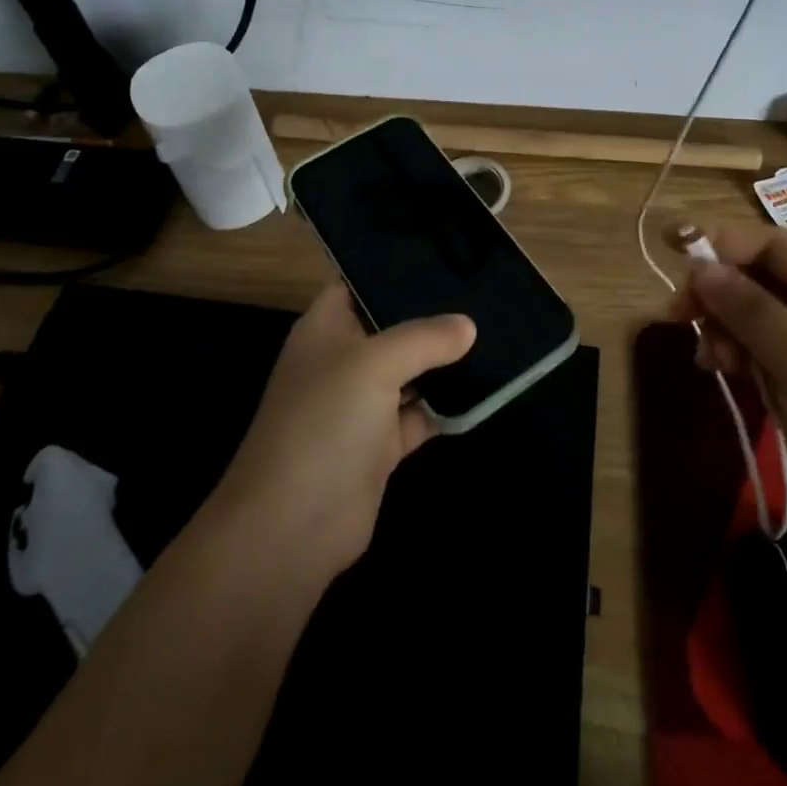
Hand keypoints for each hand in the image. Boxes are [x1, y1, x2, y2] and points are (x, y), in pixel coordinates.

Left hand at [213, 284, 474, 581]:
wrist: (292, 528)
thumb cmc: (324, 423)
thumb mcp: (374, 364)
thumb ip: (424, 338)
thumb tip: (468, 326)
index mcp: (325, 329)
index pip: (358, 283)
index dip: (393, 270)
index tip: (443, 257)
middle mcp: (342, 360)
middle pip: (390, 327)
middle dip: (431, 315)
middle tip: (482, 292)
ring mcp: (360, 405)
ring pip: (409, 371)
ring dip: (443, 360)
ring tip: (494, 329)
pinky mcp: (380, 445)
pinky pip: (420, 414)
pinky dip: (446, 406)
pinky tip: (485, 387)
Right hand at [670, 223, 786, 555]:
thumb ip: (753, 312)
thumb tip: (699, 268)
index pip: (775, 246)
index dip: (724, 242)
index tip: (674, 248)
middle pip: (757, 277)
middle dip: (717, 290)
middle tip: (677, 312)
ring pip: (747, 313)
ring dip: (720, 326)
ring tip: (709, 357)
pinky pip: (750, 348)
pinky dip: (728, 352)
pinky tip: (714, 367)